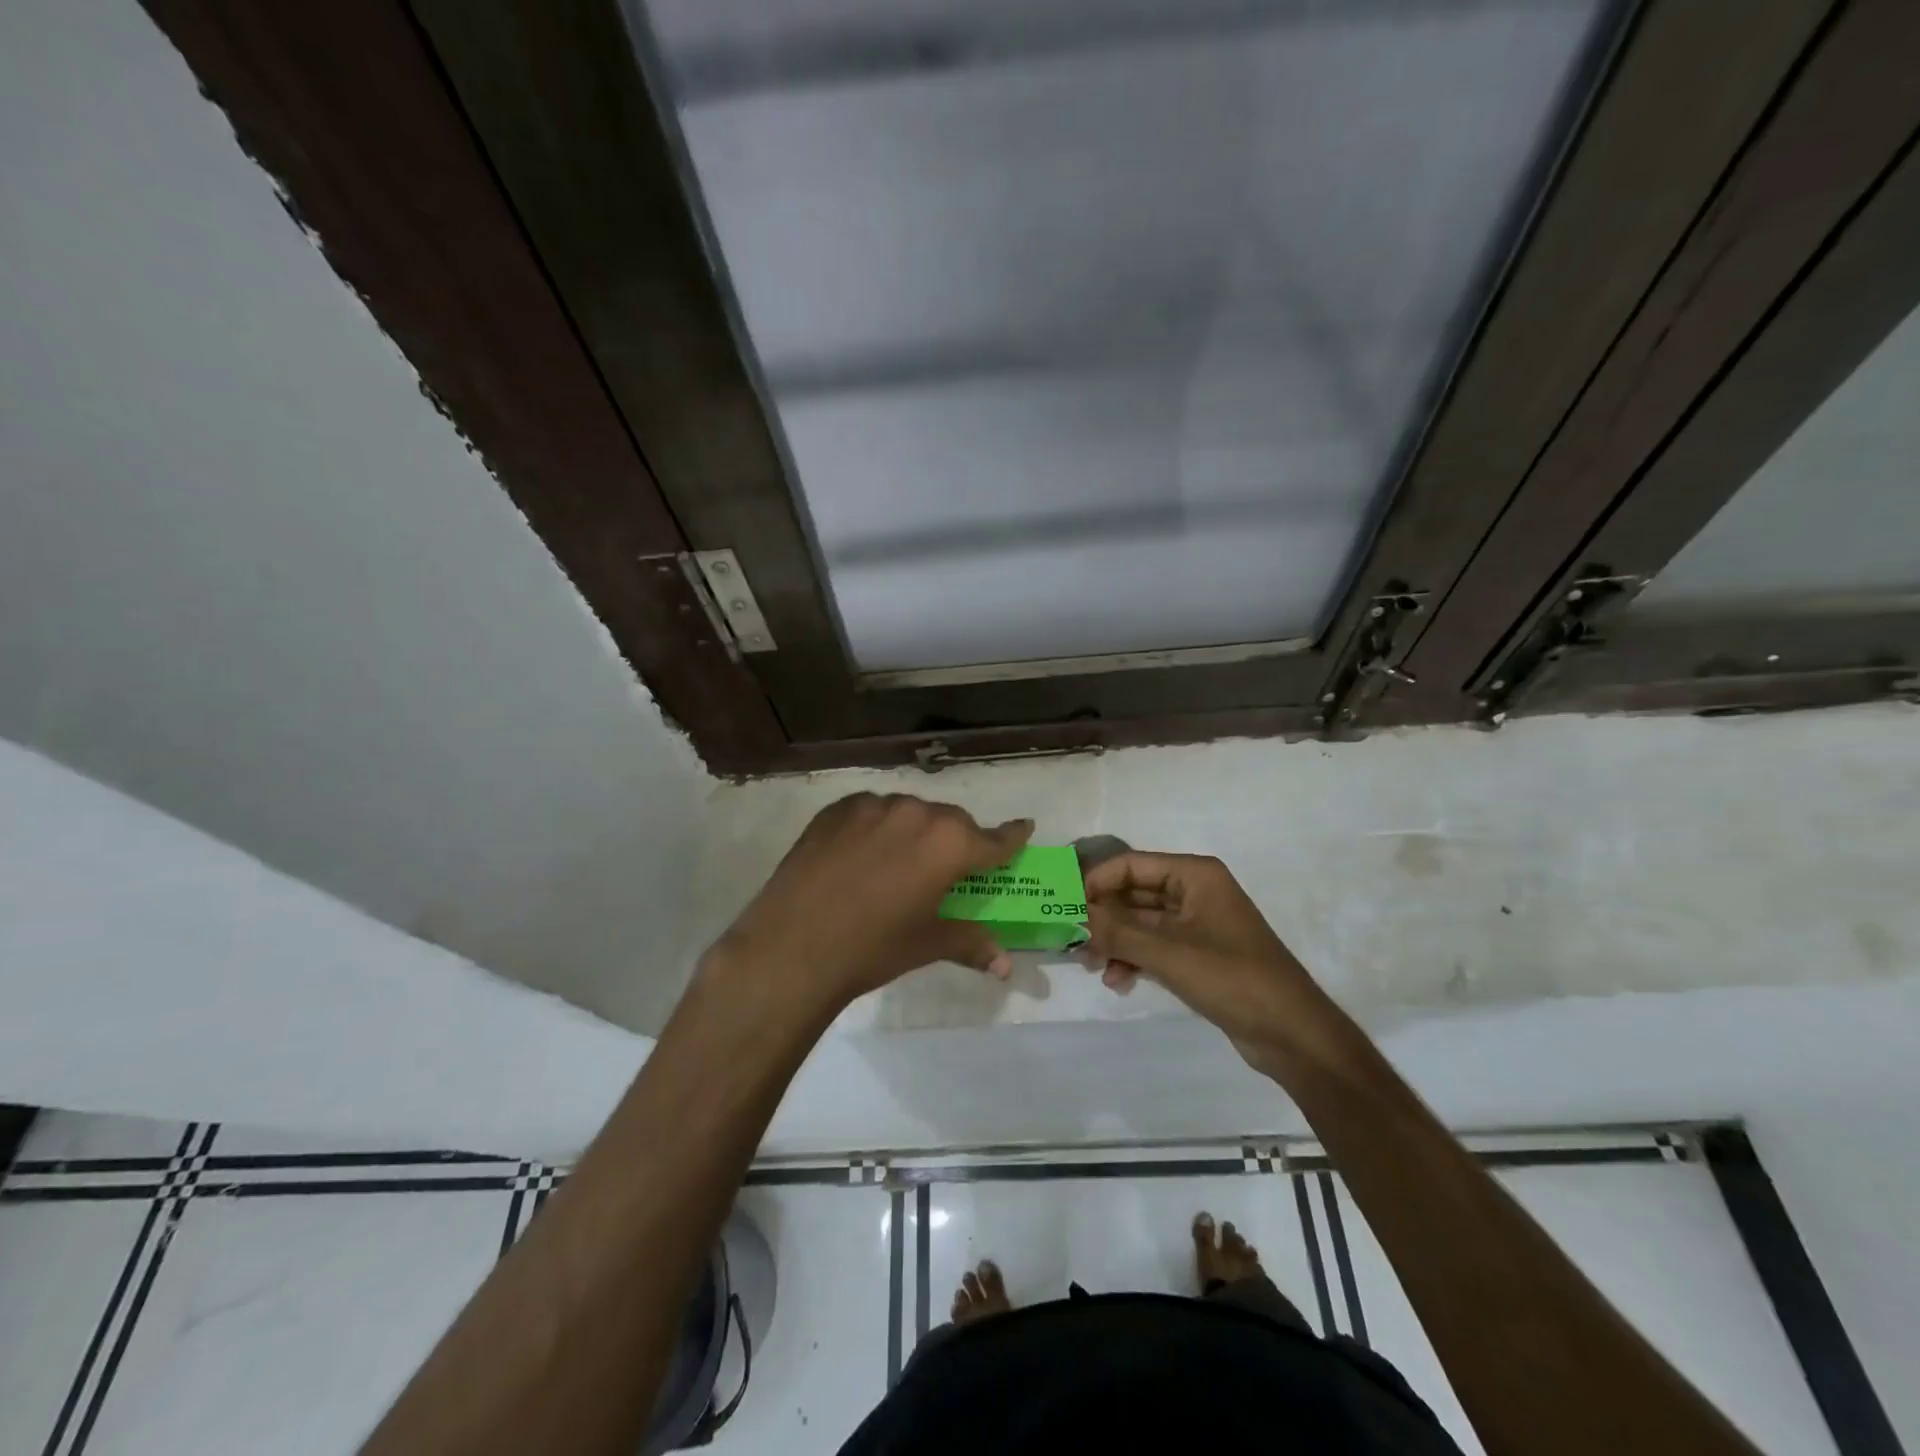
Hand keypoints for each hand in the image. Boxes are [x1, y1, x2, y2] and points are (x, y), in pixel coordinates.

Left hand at [707, 793, 1033, 1014]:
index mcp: (949, 844)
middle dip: (957, 841)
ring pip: (910, 812)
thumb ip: (971, 943)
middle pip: (951, 821)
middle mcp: (917, 813)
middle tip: (948, 869)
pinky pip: (872, 811)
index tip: (1024, 828)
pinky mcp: (838, 808)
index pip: (994, 838)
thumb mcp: (927, 944)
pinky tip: (862, 854)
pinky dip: (878, 827)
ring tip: (899, 863)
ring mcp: (874, 805)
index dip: (1012, 837)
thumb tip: (1007, 965)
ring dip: (915, 831)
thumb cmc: (872, 948)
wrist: (792, 945)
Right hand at [1083, 852, 1345, 1079]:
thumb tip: (1073, 914)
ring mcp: (1196, 924)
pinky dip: (1134, 959)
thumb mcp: (1169, 954)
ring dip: (1115, 941)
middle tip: (1072, 940)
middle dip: (1103, 916)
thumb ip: (1117, 932)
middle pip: (1133, 893)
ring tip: (1092, 966)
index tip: (1065, 907)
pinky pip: (1154, 946)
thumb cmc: (1233, 979)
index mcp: (1194, 875)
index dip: (1096, 882)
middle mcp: (1194, 891)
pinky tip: (1118, 981)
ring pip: (1140, 922)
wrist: (1292, 1033)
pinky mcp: (1197, 954)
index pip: (1131, 865)